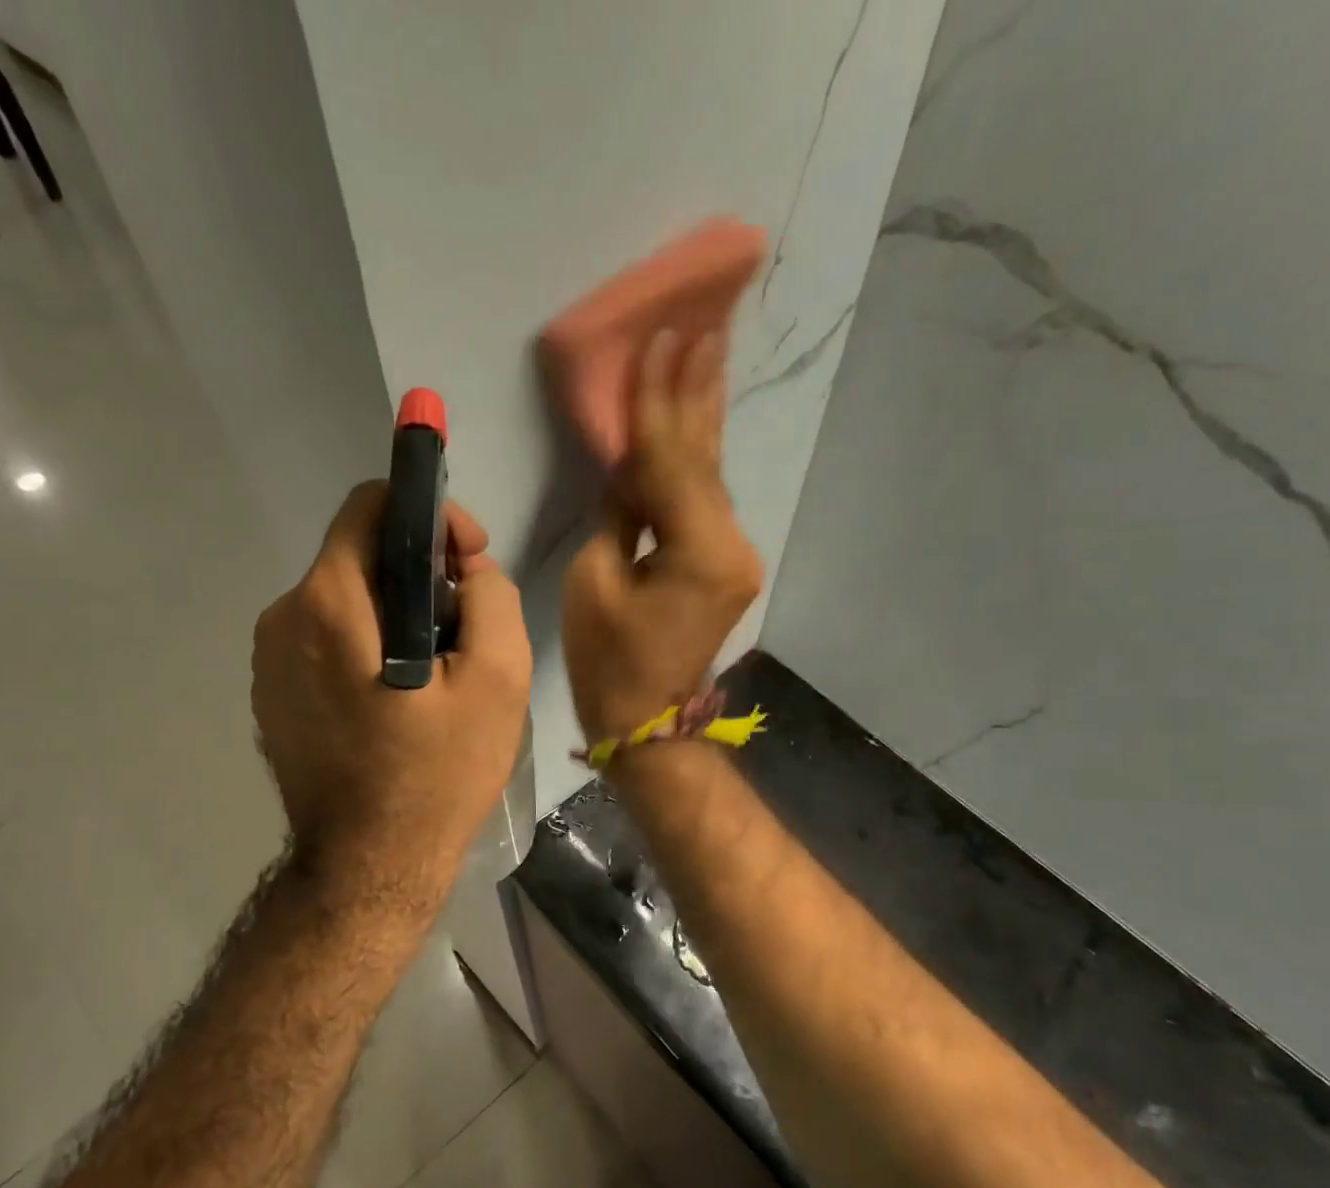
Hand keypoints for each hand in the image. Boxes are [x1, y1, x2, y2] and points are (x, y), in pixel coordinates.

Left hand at [252, 483, 531, 900]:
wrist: (370, 869)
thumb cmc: (437, 777)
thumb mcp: (498, 680)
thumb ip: (491, 597)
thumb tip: (468, 570)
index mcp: (328, 604)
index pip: (370, 504)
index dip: (430, 516)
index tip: (469, 561)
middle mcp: (282, 619)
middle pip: (360, 557)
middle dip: (422, 575)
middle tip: (467, 630)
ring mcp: (269, 663)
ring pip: (346, 601)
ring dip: (398, 616)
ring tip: (439, 674)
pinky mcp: (274, 697)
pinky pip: (327, 643)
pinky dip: (369, 649)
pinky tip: (401, 702)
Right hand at [563, 328, 763, 744]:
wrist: (649, 723)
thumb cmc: (609, 663)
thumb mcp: (595, 580)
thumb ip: (619, 512)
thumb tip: (630, 468)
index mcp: (697, 551)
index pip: (672, 458)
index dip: (658, 398)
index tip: (661, 336)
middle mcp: (730, 545)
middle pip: (705, 457)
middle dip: (697, 390)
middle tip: (705, 323)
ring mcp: (735, 557)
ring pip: (711, 476)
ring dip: (702, 417)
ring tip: (707, 352)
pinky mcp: (726, 566)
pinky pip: (707, 502)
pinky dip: (697, 460)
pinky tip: (697, 420)